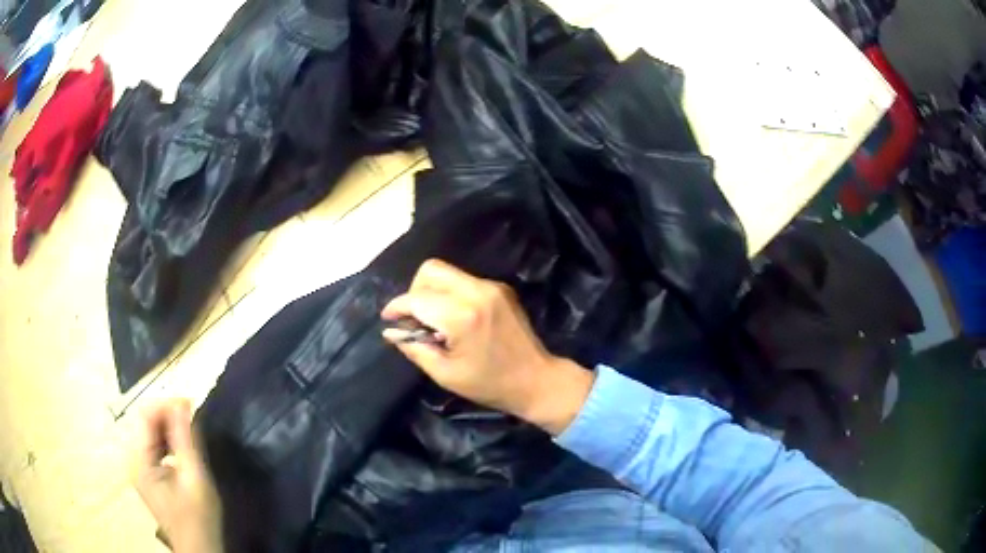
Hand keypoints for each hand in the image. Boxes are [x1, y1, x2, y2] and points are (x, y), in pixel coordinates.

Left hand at [133, 399, 222, 552]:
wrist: (200, 550)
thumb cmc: (198, 518)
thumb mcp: (195, 479)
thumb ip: (186, 441)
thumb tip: (182, 403)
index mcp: (141, 463)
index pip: (146, 418)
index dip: (166, 406)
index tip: (190, 403)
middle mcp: (136, 463)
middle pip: (147, 425)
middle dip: (169, 416)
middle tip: (194, 414)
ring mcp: (143, 471)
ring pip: (152, 436)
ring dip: (171, 428)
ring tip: (192, 427)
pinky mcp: (152, 478)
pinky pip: (157, 450)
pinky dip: (170, 443)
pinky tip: (185, 447)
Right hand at [382, 259, 593, 434]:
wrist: (536, 380)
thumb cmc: (489, 384)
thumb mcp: (445, 374)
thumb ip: (414, 347)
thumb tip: (391, 331)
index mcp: (462, 316)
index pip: (417, 298)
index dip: (397, 307)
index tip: (388, 318)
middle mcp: (477, 291)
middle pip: (431, 270)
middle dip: (414, 291)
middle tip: (413, 317)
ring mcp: (492, 286)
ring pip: (448, 273)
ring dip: (432, 291)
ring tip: (433, 320)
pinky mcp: (501, 288)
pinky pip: (464, 281)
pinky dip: (450, 293)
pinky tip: (454, 318)